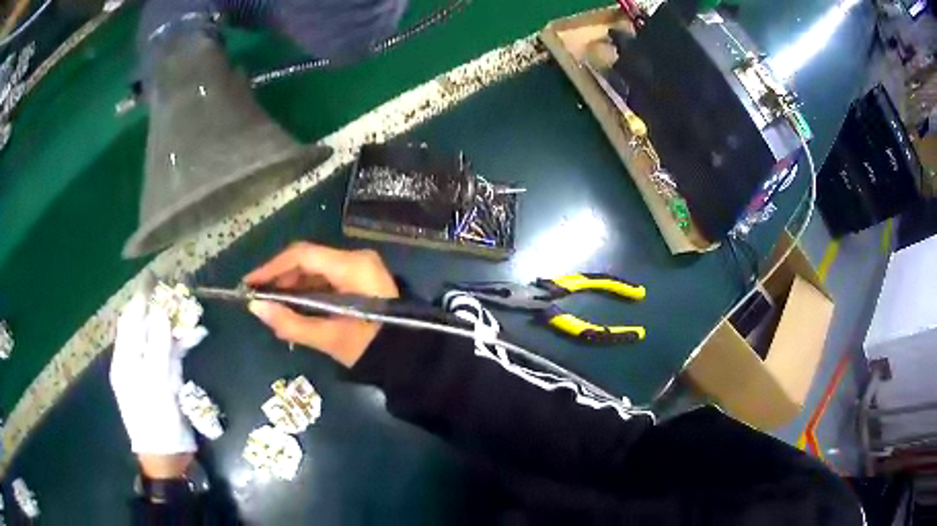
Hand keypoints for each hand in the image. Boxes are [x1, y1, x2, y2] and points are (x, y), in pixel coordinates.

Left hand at [110, 286, 207, 464]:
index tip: (154, 279)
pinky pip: (173, 355)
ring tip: (191, 311)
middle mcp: (135, 360)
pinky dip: (183, 344)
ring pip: (161, 339)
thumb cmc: (155, 421)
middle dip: (160, 309)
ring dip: (175, 326)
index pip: (130, 322)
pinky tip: (196, 335)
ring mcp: (151, 370)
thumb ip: (158, 347)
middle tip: (177, 291)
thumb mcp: (155, 384)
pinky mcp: (166, 380)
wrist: (168, 456)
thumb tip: (162, 313)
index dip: (140, 300)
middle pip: (145, 327)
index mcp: (125, 360)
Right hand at [244, 243, 398, 366]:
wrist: (411, 359)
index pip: (303, 256)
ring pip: (317, 270)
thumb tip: (255, 308)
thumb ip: (291, 323)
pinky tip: (293, 307)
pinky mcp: (361, 280)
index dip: (272, 267)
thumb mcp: (329, 338)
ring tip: (272, 305)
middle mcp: (357, 259)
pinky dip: (308, 292)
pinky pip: (328, 279)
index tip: (249, 283)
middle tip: (258, 297)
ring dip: (293, 286)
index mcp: (352, 266)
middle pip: (308, 260)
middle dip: (280, 278)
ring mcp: (361, 268)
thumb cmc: (372, 349)